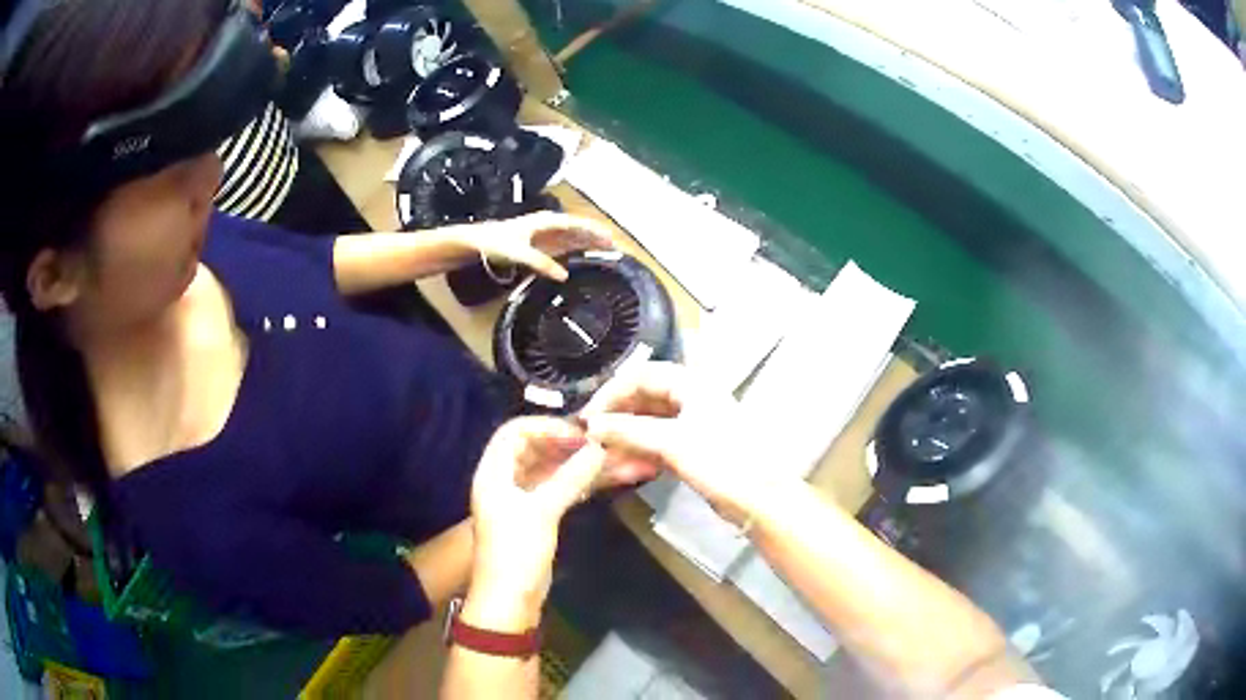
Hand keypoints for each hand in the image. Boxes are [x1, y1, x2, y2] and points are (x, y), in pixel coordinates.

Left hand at [465, 418, 606, 630]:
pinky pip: (564, 489)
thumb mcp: (542, 511)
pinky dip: (586, 483)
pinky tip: (615, 478)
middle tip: (608, 444)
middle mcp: (507, 480)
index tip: (581, 433)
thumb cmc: (516, 552)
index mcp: (495, 472)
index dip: (547, 427)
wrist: (511, 600)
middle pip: (539, 449)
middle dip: (574, 444)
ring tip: (626, 459)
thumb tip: (599, 447)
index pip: (515, 431)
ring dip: (587, 464)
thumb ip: (570, 476)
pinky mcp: (541, 516)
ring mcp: (525, 499)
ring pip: (557, 470)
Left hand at [470, 212, 614, 281]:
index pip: (577, 224)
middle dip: (596, 237)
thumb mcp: (519, 253)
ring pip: (573, 238)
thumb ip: (541, 263)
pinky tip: (584, 258)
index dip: (594, 231)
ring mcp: (546, 235)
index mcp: (547, 221)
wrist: (477, 242)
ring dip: (588, 243)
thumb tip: (564, 276)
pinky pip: (564, 246)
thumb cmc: (497, 242)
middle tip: (615, 247)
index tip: (610, 238)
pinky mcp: (541, 245)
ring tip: (606, 252)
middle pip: (578, 229)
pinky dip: (576, 250)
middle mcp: (549, 225)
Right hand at [581, 363, 767, 525]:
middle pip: (645, 397)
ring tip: (604, 454)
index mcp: (691, 383)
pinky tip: (625, 465)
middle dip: (617, 416)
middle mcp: (692, 396)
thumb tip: (591, 425)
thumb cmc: (721, 461)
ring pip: (650, 421)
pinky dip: (641, 450)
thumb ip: (628, 430)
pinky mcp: (695, 448)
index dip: (612, 393)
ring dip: (627, 435)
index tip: (589, 417)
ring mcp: (695, 423)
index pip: (641, 375)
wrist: (759, 498)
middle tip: (591, 437)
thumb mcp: (671, 442)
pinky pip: (659, 442)